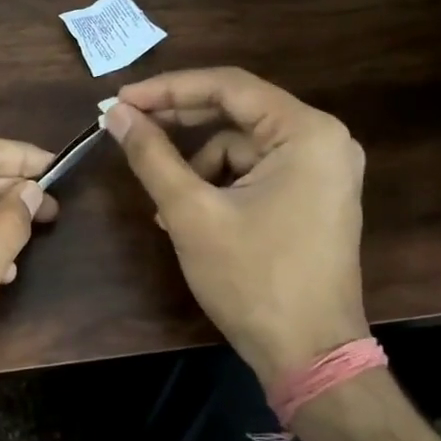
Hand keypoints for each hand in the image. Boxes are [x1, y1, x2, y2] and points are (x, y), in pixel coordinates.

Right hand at [106, 68, 367, 385]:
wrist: (308, 353)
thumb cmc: (252, 277)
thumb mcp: (191, 212)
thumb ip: (152, 156)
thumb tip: (117, 115)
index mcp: (307, 133)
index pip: (228, 87)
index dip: (168, 89)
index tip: (121, 100)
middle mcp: (323, 142)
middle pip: (236, 114)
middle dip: (179, 124)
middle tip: (127, 128)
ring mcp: (322, 173)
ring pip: (240, 150)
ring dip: (195, 169)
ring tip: (164, 208)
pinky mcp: (312, 199)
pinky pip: (254, 175)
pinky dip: (217, 189)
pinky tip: (187, 219)